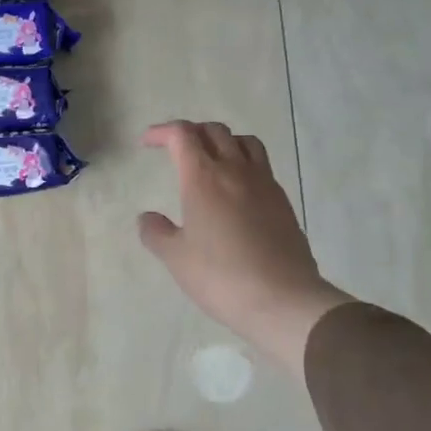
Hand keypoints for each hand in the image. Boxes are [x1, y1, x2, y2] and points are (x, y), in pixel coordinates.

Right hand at [138, 120, 352, 376]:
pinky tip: (237, 190)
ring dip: (223, 141)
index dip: (162, 131)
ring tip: (211, 160)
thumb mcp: (176, 258)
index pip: (182, 135)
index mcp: (204, 178)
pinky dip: (244, 164)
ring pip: (245, 142)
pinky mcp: (283, 202)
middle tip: (176, 149)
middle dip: (191, 133)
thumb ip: (156, 232)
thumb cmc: (220, 276)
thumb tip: (147, 218)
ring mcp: (264, 184)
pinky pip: (262, 166)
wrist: (282, 299)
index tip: (147, 142)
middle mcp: (236, 170)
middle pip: (214, 131)